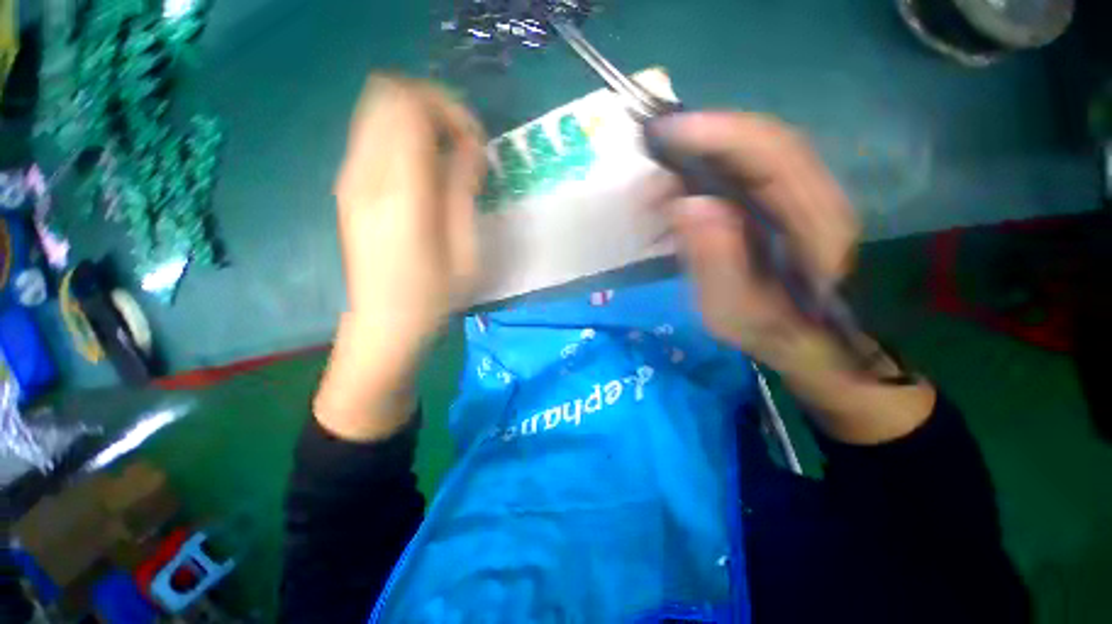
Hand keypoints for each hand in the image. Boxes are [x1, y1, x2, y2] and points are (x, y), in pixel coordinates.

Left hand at [316, 76, 485, 439]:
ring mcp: (350, 179)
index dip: (450, 111)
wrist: (383, 325)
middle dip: (434, 108)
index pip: (411, 106)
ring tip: (449, 159)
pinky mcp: (348, 188)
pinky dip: (404, 138)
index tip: (476, 144)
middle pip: (389, 95)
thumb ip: (463, 191)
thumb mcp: (465, 251)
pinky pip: (373, 136)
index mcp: (399, 193)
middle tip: (465, 146)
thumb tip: (471, 148)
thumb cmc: (432, 297)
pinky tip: (427, 173)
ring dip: (420, 122)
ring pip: (378, 111)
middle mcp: (365, 174)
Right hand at [654, 112, 934, 443]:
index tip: (664, 134)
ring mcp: (797, 197)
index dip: (717, 134)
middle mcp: (813, 196)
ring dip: (697, 162)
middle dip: (699, 143)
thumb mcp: (735, 311)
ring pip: (747, 156)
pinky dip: (703, 180)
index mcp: (814, 222)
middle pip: (758, 143)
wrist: (804, 341)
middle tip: (651, 163)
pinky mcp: (778, 205)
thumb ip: (715, 261)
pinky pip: (740, 177)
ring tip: (656, 189)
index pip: (770, 152)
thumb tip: (685, 204)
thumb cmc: (771, 332)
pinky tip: (676, 200)